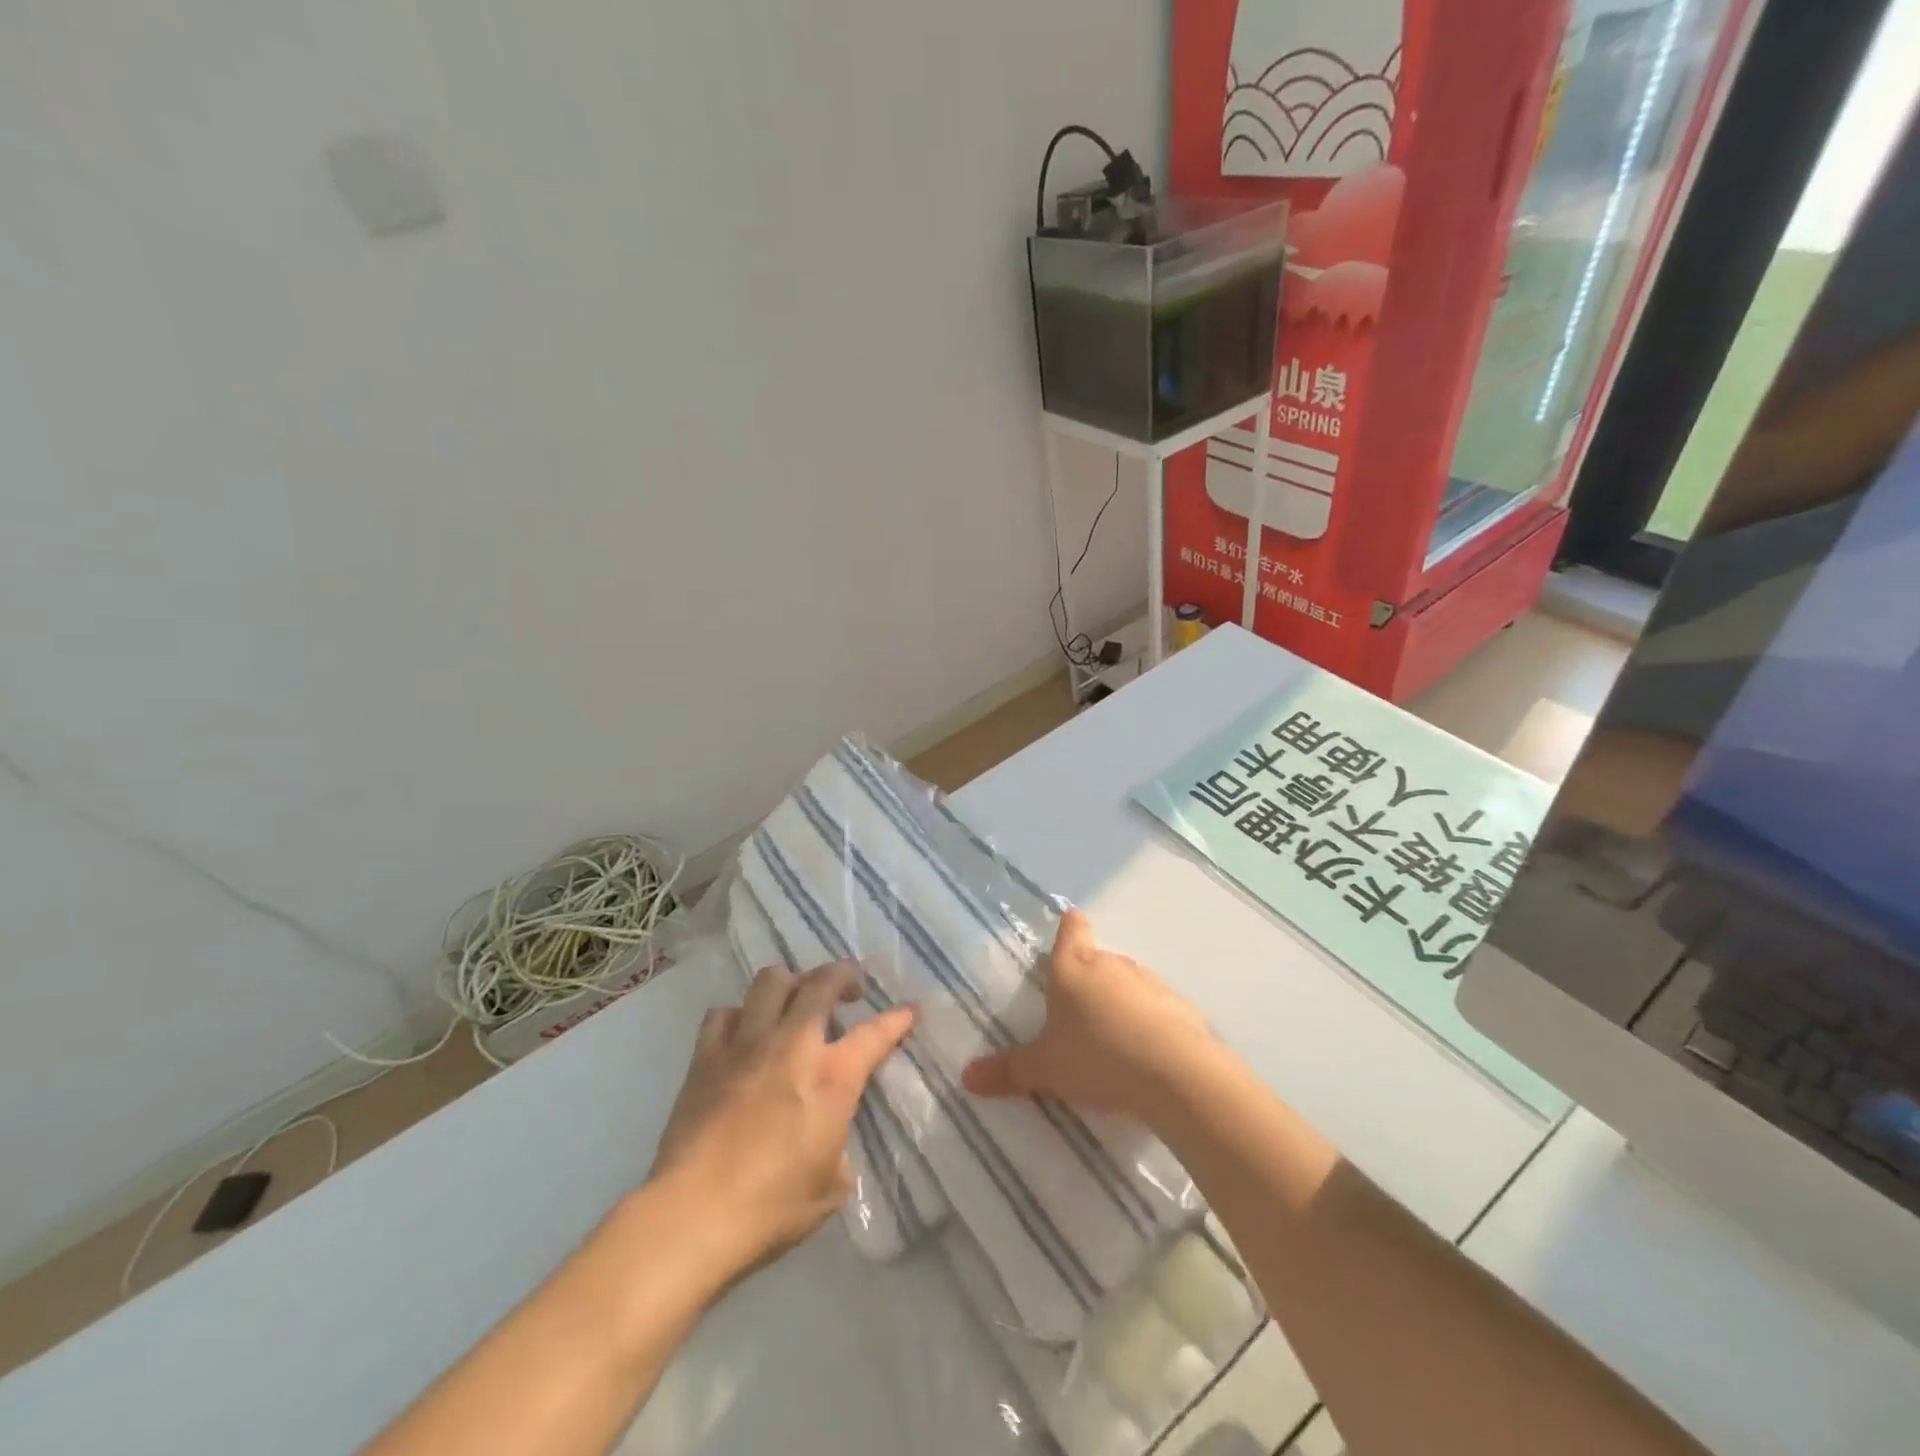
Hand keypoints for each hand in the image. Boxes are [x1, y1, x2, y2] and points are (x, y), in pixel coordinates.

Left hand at [648, 962, 914, 1282]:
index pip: (876, 1033)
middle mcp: (792, 1044)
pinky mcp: (706, 1055)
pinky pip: (724, 1012)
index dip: (897, 1019)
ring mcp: (745, 1043)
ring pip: (771, 980)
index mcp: (832, 1077)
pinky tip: (744, 1034)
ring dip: (791, 983)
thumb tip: (830, 1136)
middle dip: (843, 975)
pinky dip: (740, 1015)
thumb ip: (838, 1145)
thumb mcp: (831, 1186)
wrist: (692, 1217)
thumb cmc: (771, 1209)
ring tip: (796, 1001)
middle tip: (850, 990)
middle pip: (821, 981)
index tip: (909, 1011)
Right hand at [961, 910, 1214, 1123]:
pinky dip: (1149, 1024)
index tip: (1068, 928)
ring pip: (1128, 984)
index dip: (1069, 928)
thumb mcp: (1045, 1070)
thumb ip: (1008, 1071)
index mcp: (1073, 967)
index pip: (1072, 929)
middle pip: (1098, 960)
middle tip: (1076, 1014)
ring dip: (1120, 1003)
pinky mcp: (1180, 1007)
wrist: (1175, 1074)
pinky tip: (1146, 1056)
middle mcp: (1112, 964)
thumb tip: (966, 1077)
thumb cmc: (1097, 1057)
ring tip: (1112, 1042)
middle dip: (1088, 981)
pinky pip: (1157, 1009)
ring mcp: (1150, 982)